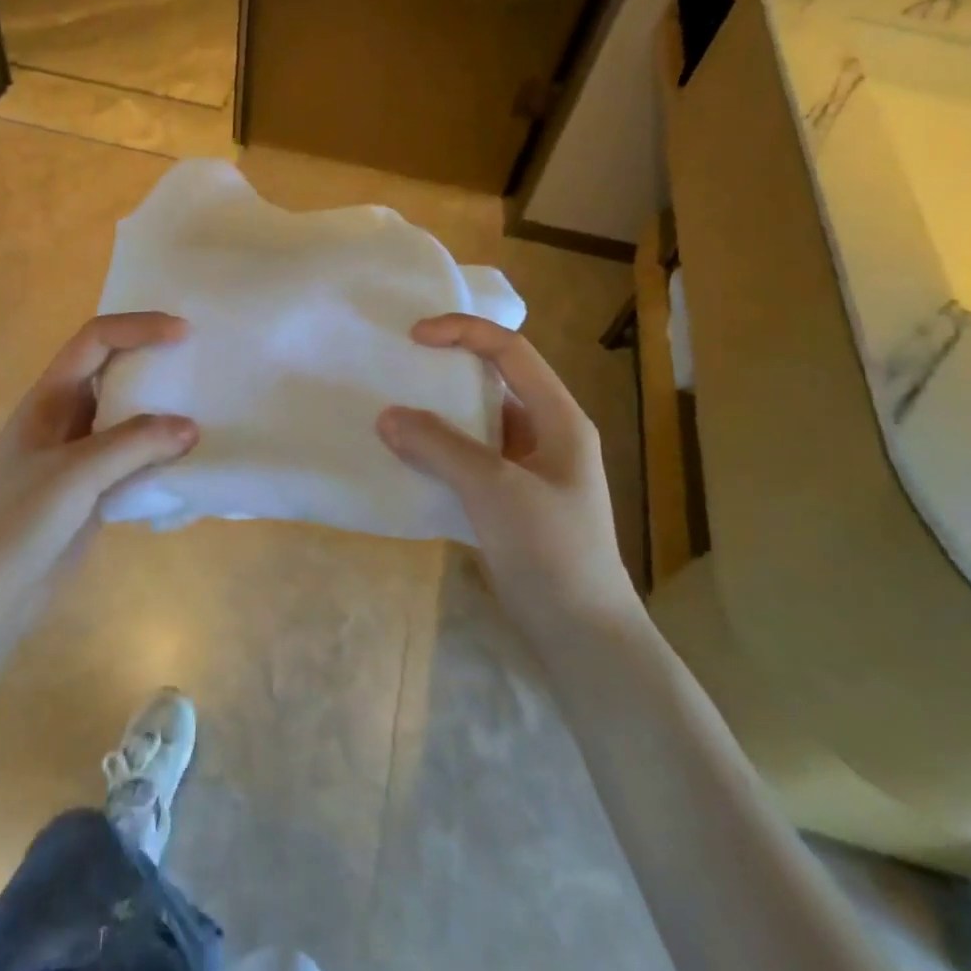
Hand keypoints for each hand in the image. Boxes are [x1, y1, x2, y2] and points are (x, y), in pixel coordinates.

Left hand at [0, 312, 197, 583]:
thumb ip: (133, 445)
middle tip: (198, 362)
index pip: (95, 341)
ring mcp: (78, 455)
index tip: (183, 333)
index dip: (138, 327)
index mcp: (48, 399)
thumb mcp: (75, 476)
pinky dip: (159, 452)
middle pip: (112, 371)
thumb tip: (191, 427)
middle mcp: (63, 418)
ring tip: (202, 406)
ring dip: (160, 408)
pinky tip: (187, 460)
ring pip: (125, 415)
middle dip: (153, 360)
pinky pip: (132, 457)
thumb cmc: (18, 524)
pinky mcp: (91, 490)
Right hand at [377, 314, 639, 638]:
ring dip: (440, 413)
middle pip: (495, 381)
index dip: (464, 332)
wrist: (583, 637)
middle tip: (401, 366)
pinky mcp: (512, 501)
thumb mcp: (494, 490)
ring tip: (395, 409)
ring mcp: (530, 470)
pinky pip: (471, 458)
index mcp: (560, 418)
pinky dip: (440, 450)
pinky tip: (409, 458)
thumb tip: (387, 416)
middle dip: (448, 369)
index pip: (511, 351)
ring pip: (479, 422)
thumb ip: (440, 447)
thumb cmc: (551, 552)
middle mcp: (548, 434)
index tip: (414, 336)